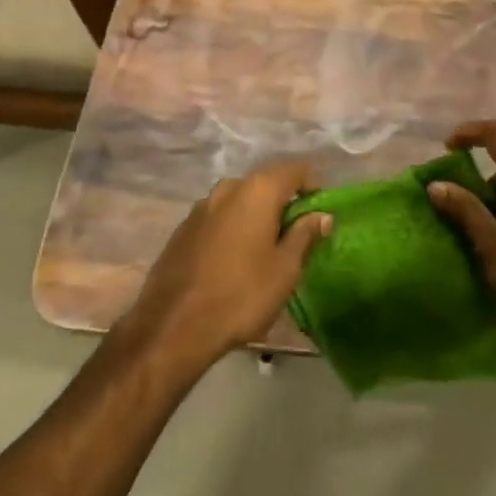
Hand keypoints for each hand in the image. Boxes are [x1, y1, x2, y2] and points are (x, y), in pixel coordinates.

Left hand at [120, 160, 330, 376]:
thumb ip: (305, 235)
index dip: (313, 185)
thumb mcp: (285, 269)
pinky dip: (233, 228)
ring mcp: (201, 206)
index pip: (295, 170)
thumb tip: (322, 215)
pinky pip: (219, 217)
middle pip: (266, 183)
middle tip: (298, 233)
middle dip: (284, 202)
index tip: (322, 209)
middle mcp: (228, 187)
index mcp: (257, 190)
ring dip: (256, 215)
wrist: (173, 325)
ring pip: (240, 200)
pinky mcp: (183, 228)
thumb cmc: (241, 295)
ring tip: (267, 247)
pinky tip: (235, 258)